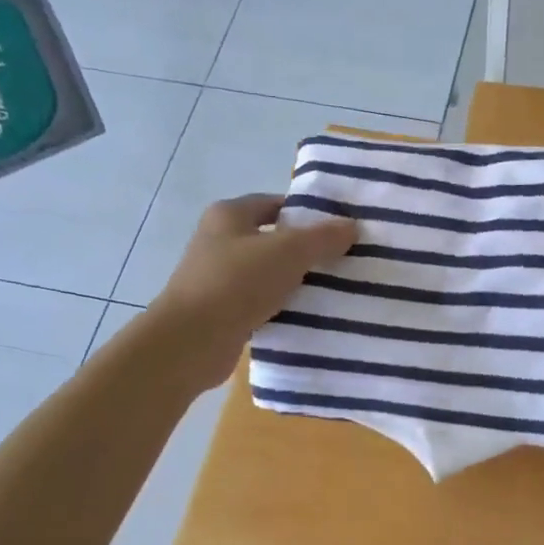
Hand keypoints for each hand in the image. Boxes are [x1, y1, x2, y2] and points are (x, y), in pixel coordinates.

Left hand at [148, 195, 356, 388]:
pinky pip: (260, 302)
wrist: (192, 340)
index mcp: (229, 215)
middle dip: (305, 249)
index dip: (306, 212)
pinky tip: (308, 316)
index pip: (274, 204)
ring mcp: (218, 278)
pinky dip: (281, 307)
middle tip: (343, 258)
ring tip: (334, 288)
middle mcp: (219, 241)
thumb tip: (351, 225)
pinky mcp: (222, 311)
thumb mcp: (288, 251)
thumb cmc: (237, 282)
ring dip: (295, 281)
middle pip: (272, 239)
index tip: (338, 227)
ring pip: (268, 273)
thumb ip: (322, 237)